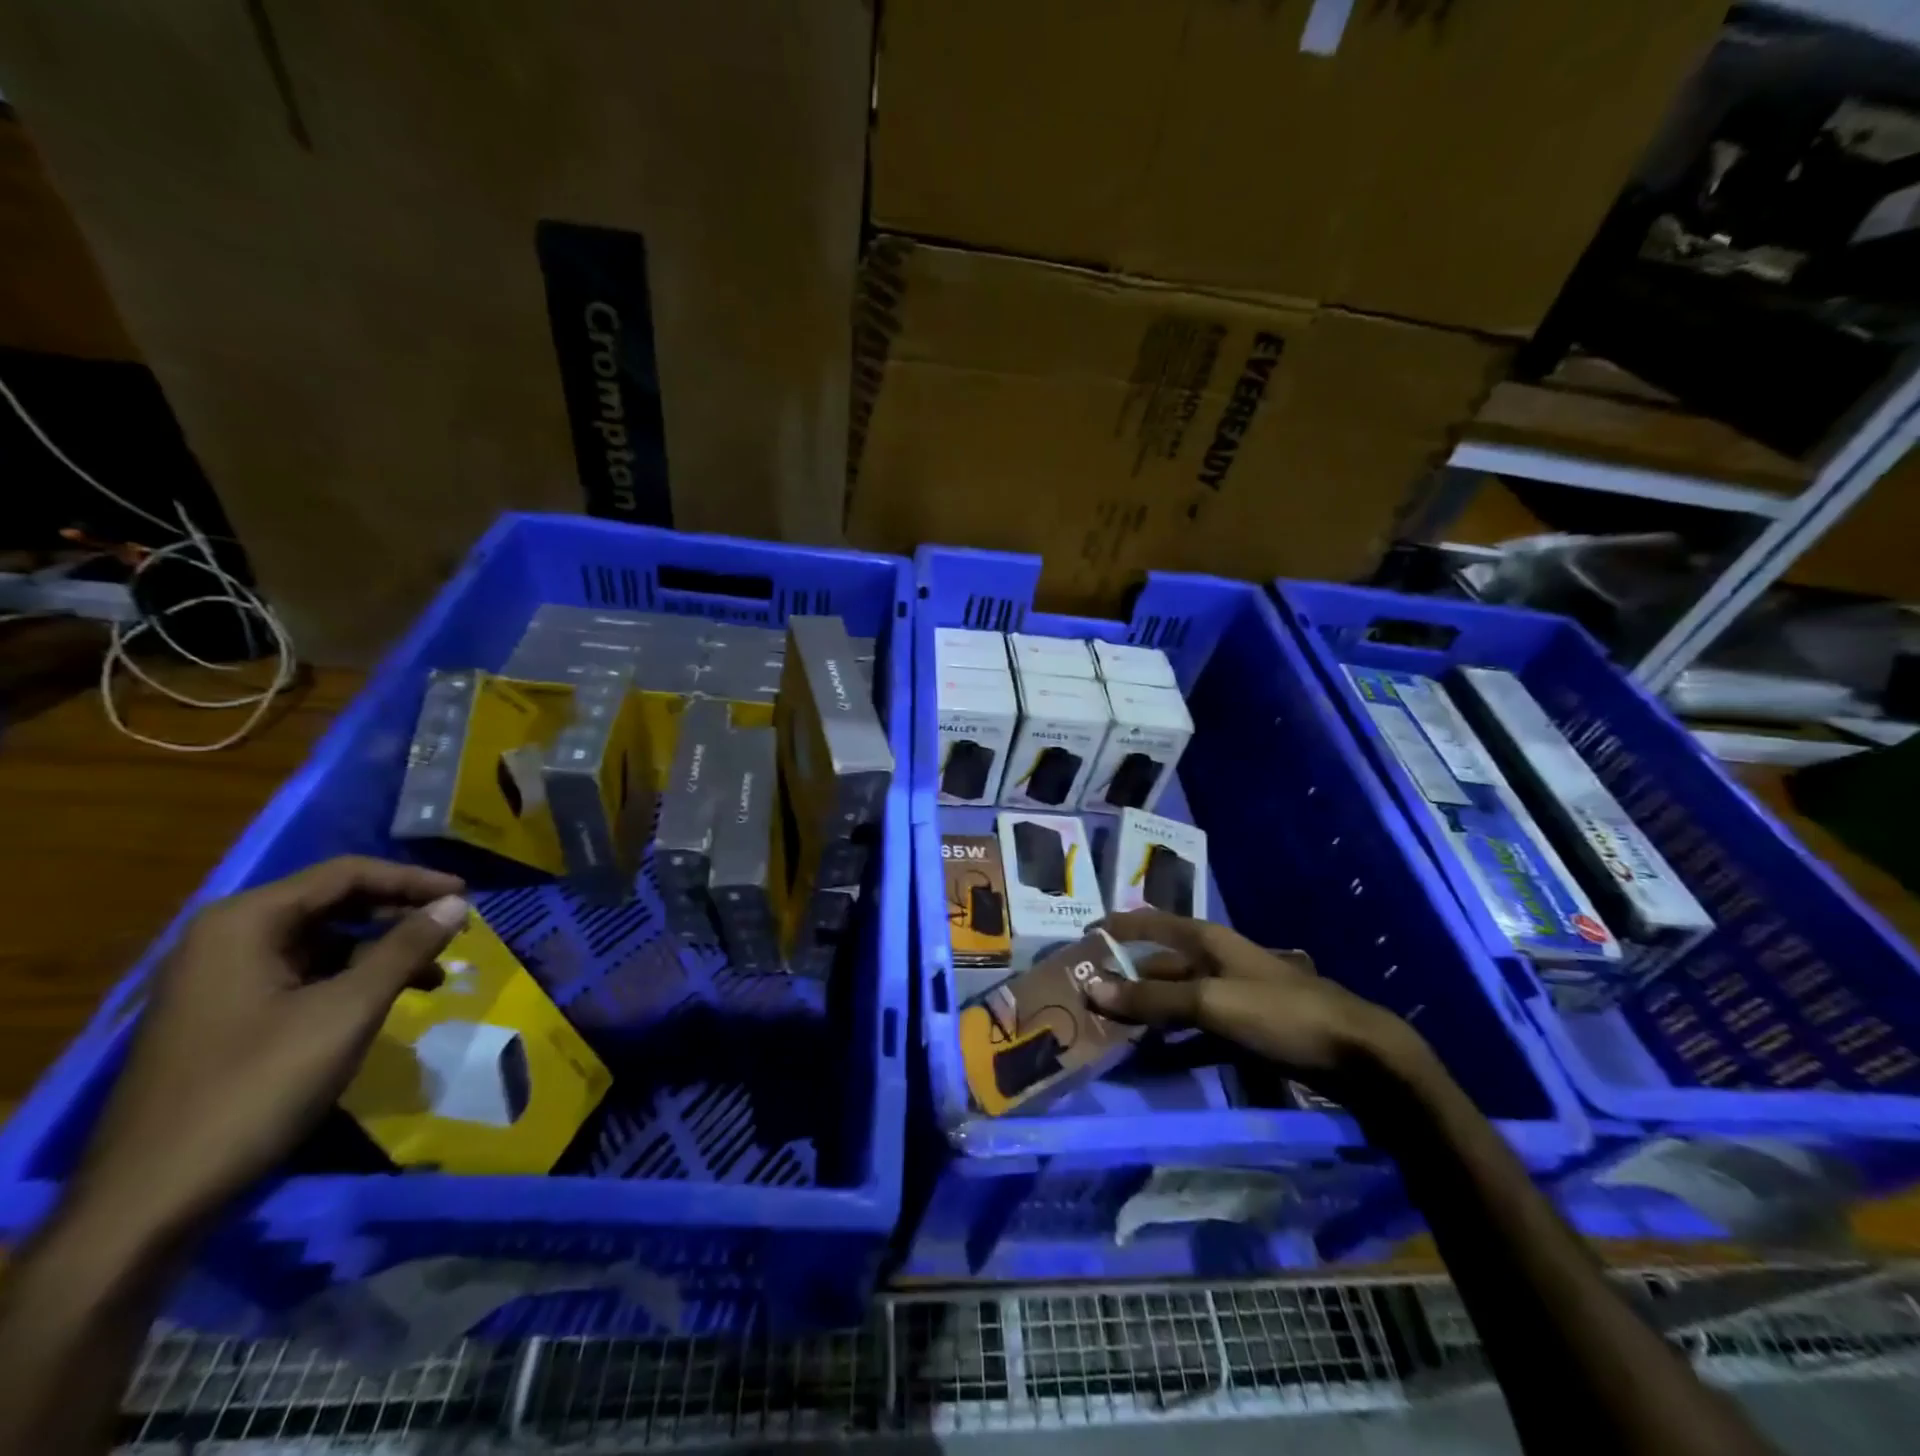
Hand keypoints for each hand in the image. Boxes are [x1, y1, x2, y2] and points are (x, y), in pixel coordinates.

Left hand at [75, 857, 469, 1249]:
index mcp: (245, 922)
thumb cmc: (257, 1086)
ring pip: (322, 941)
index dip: (413, 880)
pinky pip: (304, 975)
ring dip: (382, 949)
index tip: (467, 896)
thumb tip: (457, 902)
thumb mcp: (347, 1011)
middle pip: (332, 903)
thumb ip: (405, 948)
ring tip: (433, 972)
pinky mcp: (226, 1016)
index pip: (346, 874)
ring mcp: (221, 979)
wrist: (152, 1198)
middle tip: (455, 930)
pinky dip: (353, 978)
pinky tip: (386, 1000)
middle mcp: (227, 938)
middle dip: (399, 913)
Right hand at [1086, 909, 1413, 1087]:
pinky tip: (1152, 1064)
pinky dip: (1172, 1046)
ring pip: (1174, 1003)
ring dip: (1145, 1017)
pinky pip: (1195, 1034)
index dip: (1115, 928)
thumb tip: (1090, 989)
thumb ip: (1151, 999)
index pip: (1148, 922)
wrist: (1359, 1055)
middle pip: (1158, 967)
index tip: (1078, 939)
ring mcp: (1230, 998)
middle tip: (1084, 1002)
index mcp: (1206, 940)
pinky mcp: (1244, 1031)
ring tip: (1108, 1036)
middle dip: (1123, 981)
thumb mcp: (1210, 1003)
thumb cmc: (1280, 1013)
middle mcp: (1214, 962)